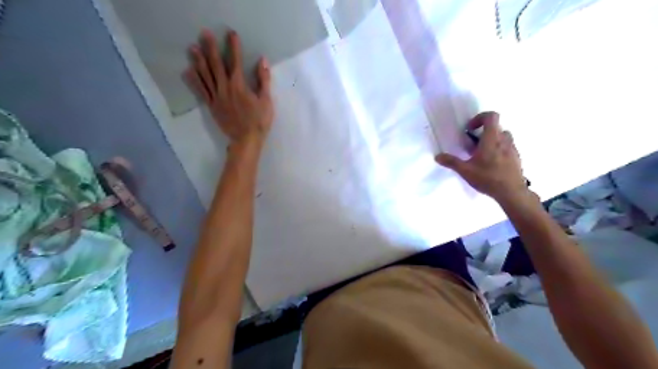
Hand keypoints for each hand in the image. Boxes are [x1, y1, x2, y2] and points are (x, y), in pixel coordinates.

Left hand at [185, 30, 271, 146]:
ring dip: (199, 61)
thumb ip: (264, 80)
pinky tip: (188, 71)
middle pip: (216, 65)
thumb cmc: (259, 121)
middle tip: (204, 34)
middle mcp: (225, 88)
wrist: (246, 140)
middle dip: (210, 48)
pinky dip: (194, 81)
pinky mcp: (212, 106)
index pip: (235, 62)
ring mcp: (216, 97)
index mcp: (239, 86)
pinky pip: (201, 91)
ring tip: (192, 48)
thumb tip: (262, 61)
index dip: (233, 47)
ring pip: (205, 76)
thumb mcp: (266, 101)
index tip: (231, 34)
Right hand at [436, 113, 527, 203]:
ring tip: (482, 154)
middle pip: (496, 127)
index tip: (470, 129)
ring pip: (503, 137)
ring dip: (492, 140)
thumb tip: (437, 156)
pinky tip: (491, 164)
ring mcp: (512, 149)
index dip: (479, 118)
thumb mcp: (465, 171)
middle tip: (473, 144)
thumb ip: (451, 162)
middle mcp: (504, 140)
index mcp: (491, 139)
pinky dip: (499, 150)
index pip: (491, 116)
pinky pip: (507, 147)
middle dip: (483, 132)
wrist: (512, 192)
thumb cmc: (488, 178)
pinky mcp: (516, 158)